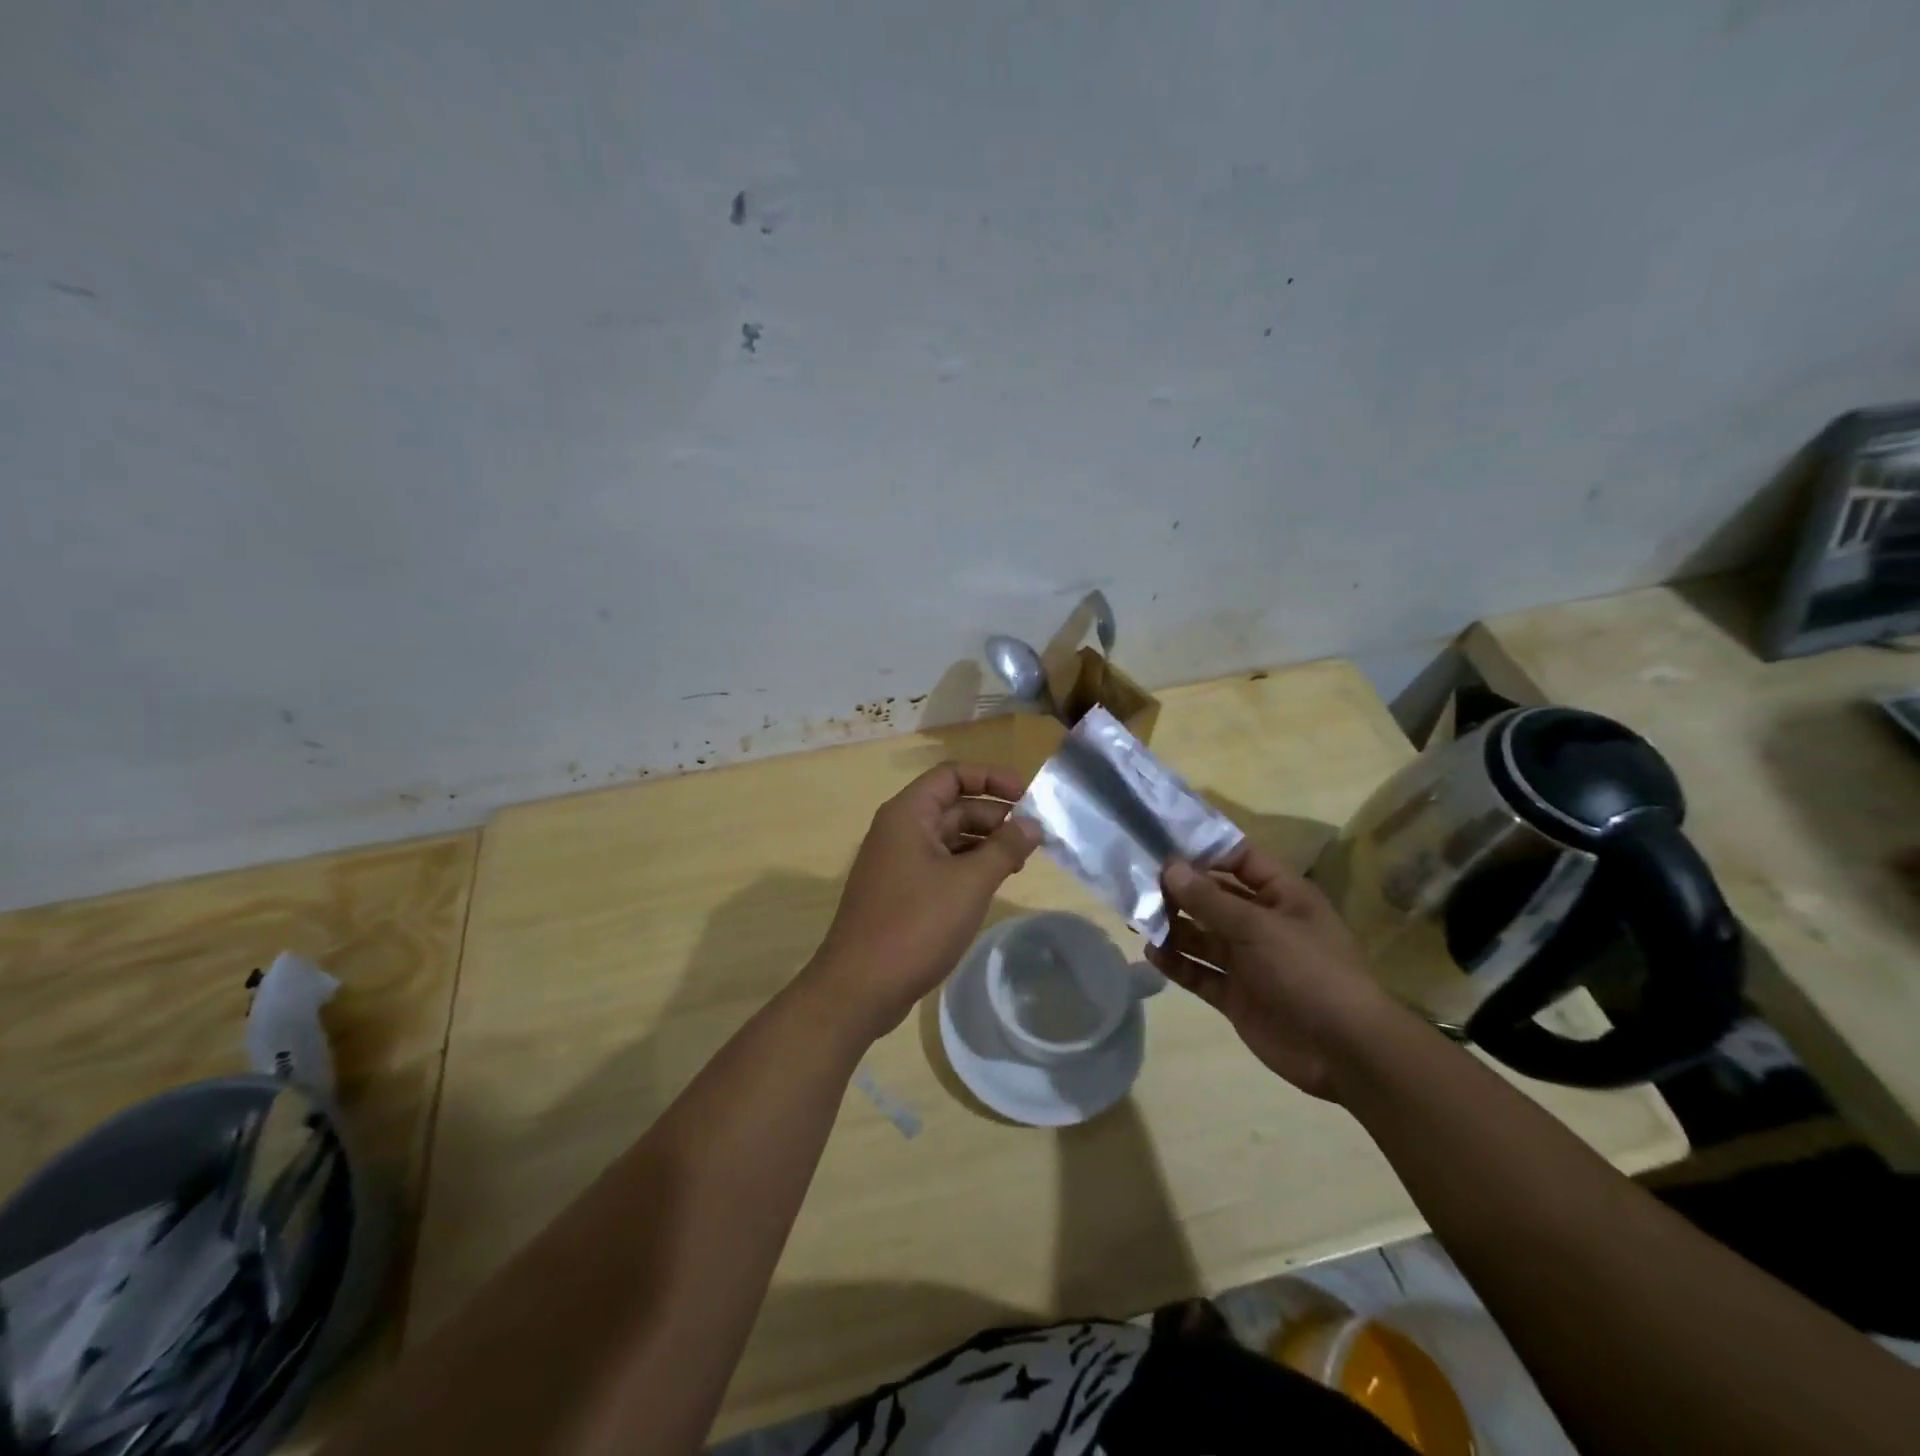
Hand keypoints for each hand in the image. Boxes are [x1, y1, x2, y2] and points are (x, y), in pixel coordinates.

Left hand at [807, 762, 1042, 1038]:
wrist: (860, 987)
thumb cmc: (916, 925)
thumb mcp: (970, 883)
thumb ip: (1004, 848)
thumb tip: (1032, 823)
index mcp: (908, 814)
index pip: (951, 774)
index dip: (990, 777)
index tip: (1026, 795)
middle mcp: (899, 830)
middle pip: (952, 806)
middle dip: (993, 816)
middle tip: (1032, 837)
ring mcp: (896, 862)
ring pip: (947, 838)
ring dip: (983, 843)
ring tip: (1019, 862)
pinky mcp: (899, 892)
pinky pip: (938, 864)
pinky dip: (967, 867)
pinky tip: (991, 884)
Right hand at [1144, 843, 1406, 1100]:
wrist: (1345, 1051)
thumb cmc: (1308, 972)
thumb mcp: (1258, 927)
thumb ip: (1210, 899)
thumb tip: (1170, 866)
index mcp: (1282, 896)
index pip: (1240, 859)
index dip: (1205, 849)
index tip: (1162, 841)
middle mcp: (1263, 923)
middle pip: (1214, 898)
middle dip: (1179, 890)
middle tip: (1136, 882)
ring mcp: (1249, 961)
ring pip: (1202, 935)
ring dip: (1173, 926)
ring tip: (1136, 918)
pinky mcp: (1236, 994)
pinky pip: (1200, 971)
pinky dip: (1177, 962)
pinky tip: (1151, 953)